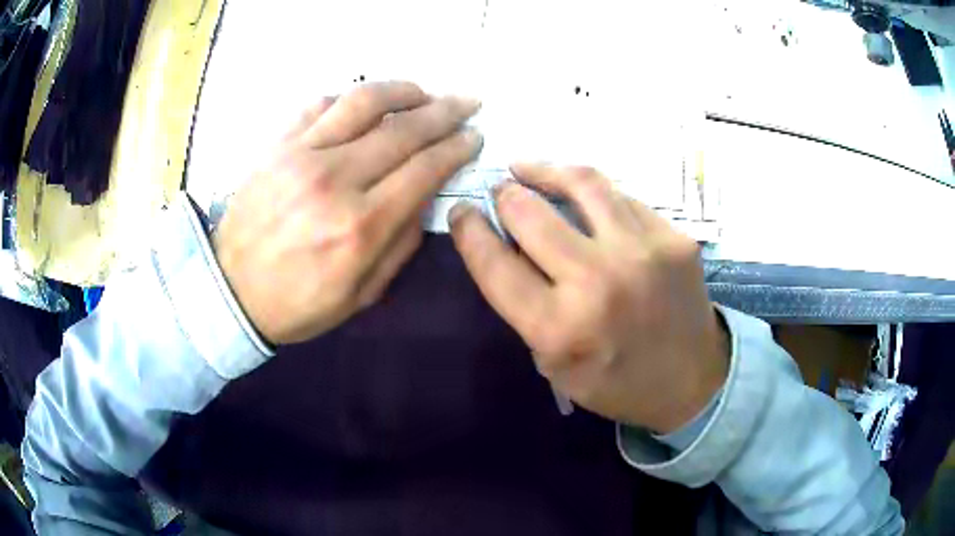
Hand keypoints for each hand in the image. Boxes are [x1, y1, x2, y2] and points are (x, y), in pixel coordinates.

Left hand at [216, 82, 481, 343]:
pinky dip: (349, 98)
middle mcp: (335, 180)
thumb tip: (426, 195)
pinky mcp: (276, 145)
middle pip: (403, 129)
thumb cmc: (297, 303)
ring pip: (363, 101)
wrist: (229, 290)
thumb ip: (401, 244)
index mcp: (361, 226)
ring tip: (424, 92)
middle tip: (467, 103)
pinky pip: (319, 104)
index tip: (474, 135)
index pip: (425, 168)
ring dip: (403, 90)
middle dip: (445, 112)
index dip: (457, 147)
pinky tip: (366, 105)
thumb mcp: (362, 295)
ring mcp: (301, 155)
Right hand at [449, 164, 727, 432]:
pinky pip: (622, 198)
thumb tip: (506, 244)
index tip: (461, 212)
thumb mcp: (555, 364)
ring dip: (544, 170)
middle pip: (530, 213)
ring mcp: (643, 253)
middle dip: (504, 195)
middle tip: (500, 190)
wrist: (693, 381)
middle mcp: (599, 283)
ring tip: (527, 167)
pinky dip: (592, 192)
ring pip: (581, 183)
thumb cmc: (616, 382)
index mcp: (559, 328)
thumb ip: (526, 306)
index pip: (495, 263)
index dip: (468, 230)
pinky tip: (582, 193)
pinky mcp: (674, 238)